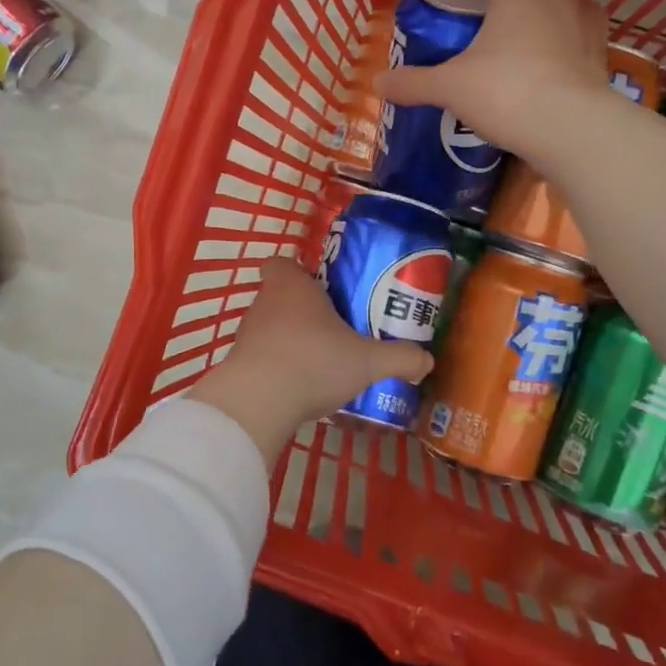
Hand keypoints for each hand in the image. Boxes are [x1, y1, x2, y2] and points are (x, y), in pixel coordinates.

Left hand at [188, 258, 433, 466]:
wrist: (258, 402)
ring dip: (290, 339)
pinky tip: (299, 385)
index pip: (283, 263)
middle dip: (304, 310)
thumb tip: (427, 360)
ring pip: (271, 326)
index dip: (299, 272)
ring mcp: (247, 333)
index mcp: (292, 285)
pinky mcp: (238, 363)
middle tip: (335, 327)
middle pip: (281, 295)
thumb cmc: (314, 361)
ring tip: (320, 360)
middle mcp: (265, 302)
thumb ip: (399, 358)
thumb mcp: (367, 361)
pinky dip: (277, 365)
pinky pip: (262, 356)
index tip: (322, 288)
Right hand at [376, 0, 603, 154]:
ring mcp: (593, 33)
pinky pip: (586, 52)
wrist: (566, 128)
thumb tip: (377, 82)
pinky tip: (548, 83)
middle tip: (503, 24)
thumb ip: (414, 81)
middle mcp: (568, 0)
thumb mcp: (449, 86)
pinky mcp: (605, 67)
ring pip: (578, 15)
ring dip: (558, 26)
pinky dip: (571, 60)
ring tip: (529, 53)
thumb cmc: (504, 87)